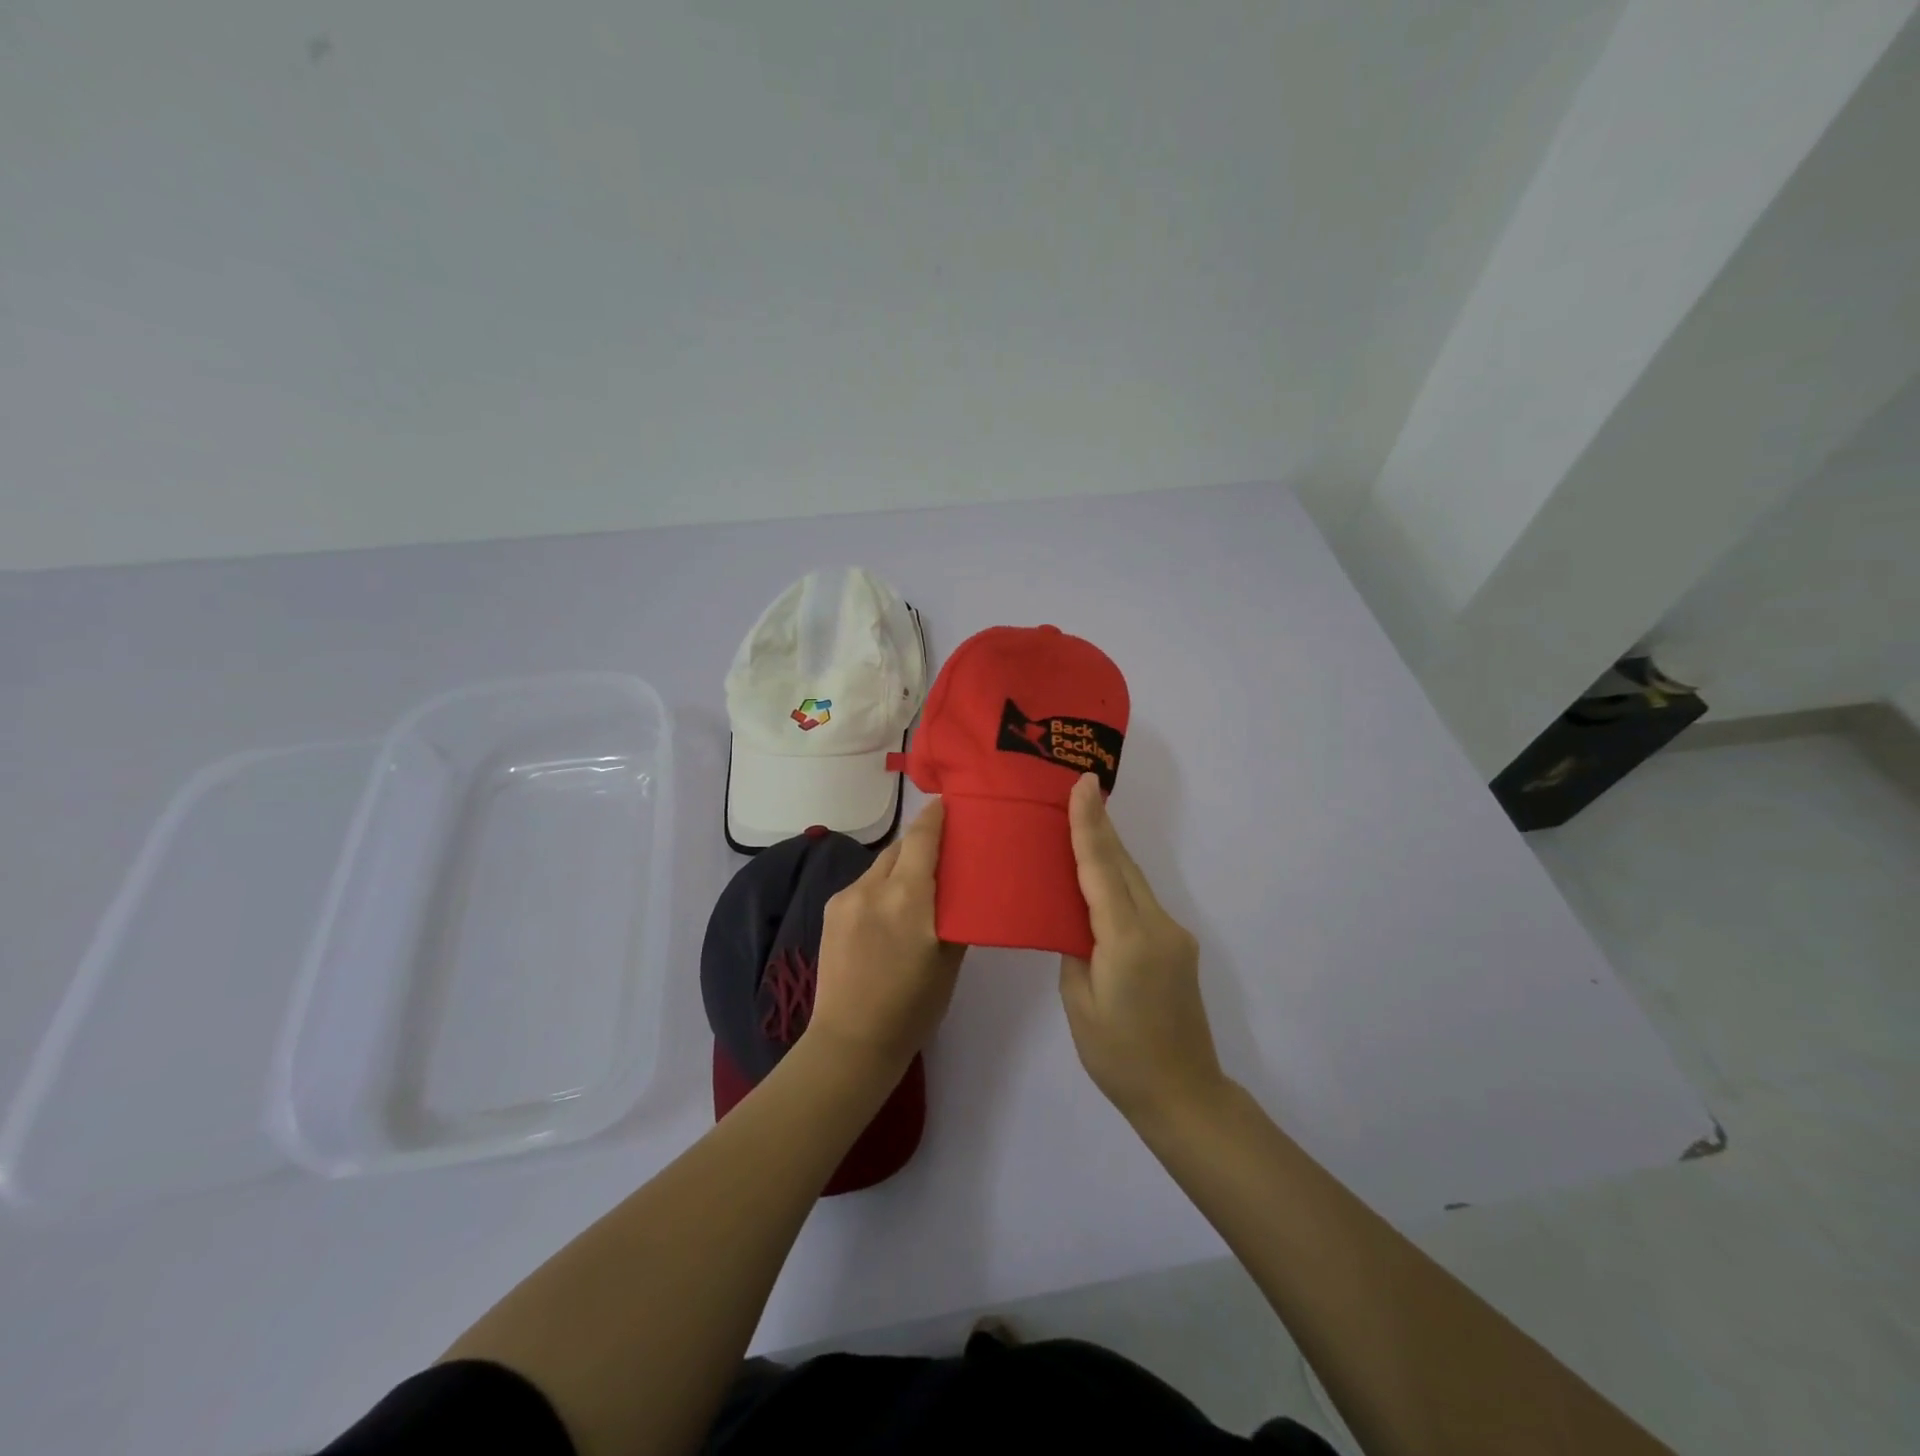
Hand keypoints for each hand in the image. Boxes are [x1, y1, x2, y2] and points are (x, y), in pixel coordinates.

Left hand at [809, 799, 965, 1077]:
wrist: (850, 1042)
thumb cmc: (912, 1007)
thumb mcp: (949, 960)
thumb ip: (956, 914)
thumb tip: (962, 886)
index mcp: (908, 897)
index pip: (923, 837)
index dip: (936, 815)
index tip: (950, 804)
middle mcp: (874, 887)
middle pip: (901, 847)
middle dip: (922, 844)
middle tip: (945, 852)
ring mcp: (846, 897)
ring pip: (881, 865)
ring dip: (901, 867)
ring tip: (918, 887)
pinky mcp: (831, 910)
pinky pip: (864, 884)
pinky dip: (881, 886)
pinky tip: (889, 912)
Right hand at [1059, 773, 1225, 1123]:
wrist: (1184, 1093)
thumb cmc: (1118, 1056)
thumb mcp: (1080, 1003)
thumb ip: (1076, 950)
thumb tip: (1075, 919)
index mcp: (1127, 941)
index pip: (1102, 870)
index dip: (1090, 825)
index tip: (1083, 785)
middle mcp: (1157, 927)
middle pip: (1123, 866)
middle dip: (1100, 827)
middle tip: (1077, 789)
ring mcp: (1174, 935)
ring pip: (1135, 881)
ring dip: (1109, 853)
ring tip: (1082, 824)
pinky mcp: (1179, 946)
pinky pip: (1142, 902)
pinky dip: (1119, 883)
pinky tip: (1100, 880)